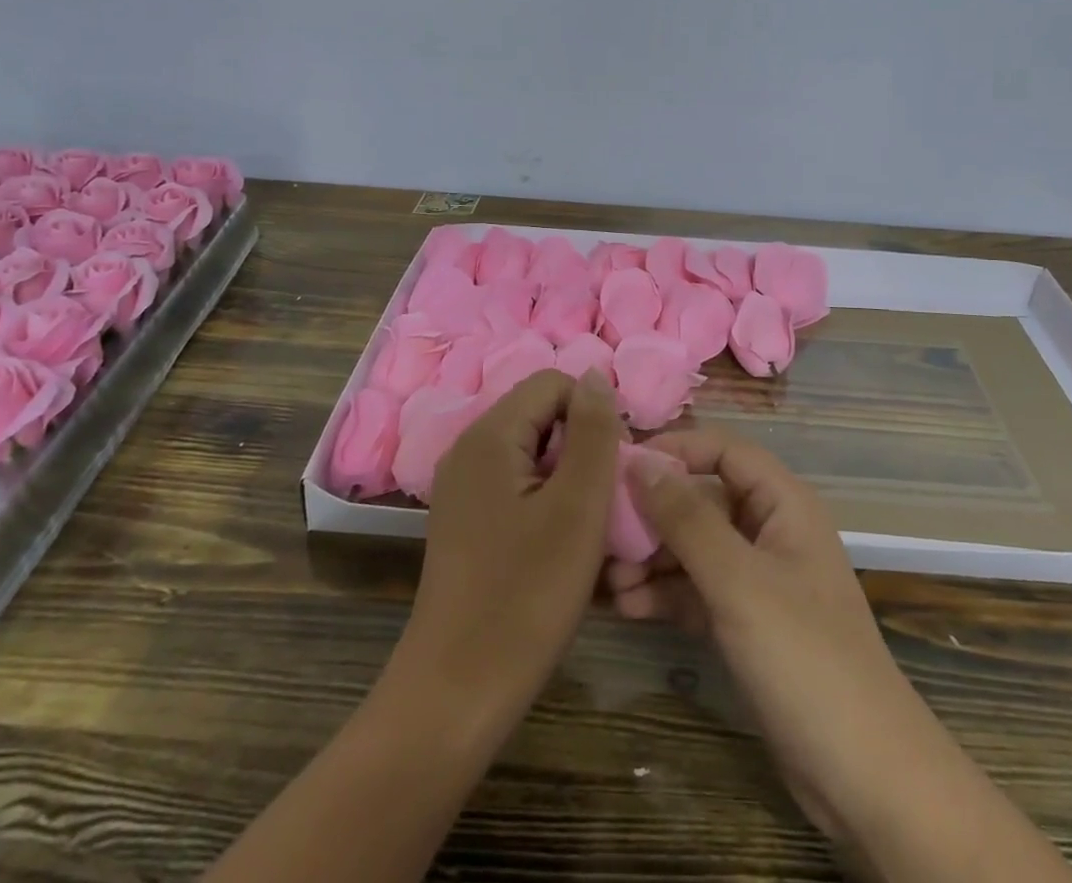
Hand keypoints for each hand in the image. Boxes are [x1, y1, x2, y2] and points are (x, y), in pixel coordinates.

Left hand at [393, 370, 621, 730]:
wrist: (456, 695)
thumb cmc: (525, 597)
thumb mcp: (577, 508)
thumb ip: (593, 432)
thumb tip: (597, 375)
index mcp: (489, 435)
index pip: (555, 383)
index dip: (594, 414)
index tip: (615, 469)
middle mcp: (469, 449)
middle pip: (543, 415)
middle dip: (584, 448)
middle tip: (604, 504)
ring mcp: (463, 487)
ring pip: (535, 454)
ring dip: (570, 480)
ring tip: (588, 531)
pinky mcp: (466, 521)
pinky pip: (518, 486)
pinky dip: (548, 504)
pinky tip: (561, 549)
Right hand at [606, 428, 944, 841]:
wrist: (863, 775)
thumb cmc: (804, 656)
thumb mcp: (739, 581)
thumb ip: (687, 519)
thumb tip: (641, 461)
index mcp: (782, 503)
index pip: (722, 450)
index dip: (674, 450)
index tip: (620, 466)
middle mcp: (769, 530)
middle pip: (702, 500)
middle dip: (653, 515)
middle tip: (602, 533)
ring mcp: (757, 579)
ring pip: (694, 548)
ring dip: (652, 559)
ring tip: (608, 581)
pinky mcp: (745, 622)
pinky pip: (697, 590)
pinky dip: (665, 594)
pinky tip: (626, 607)